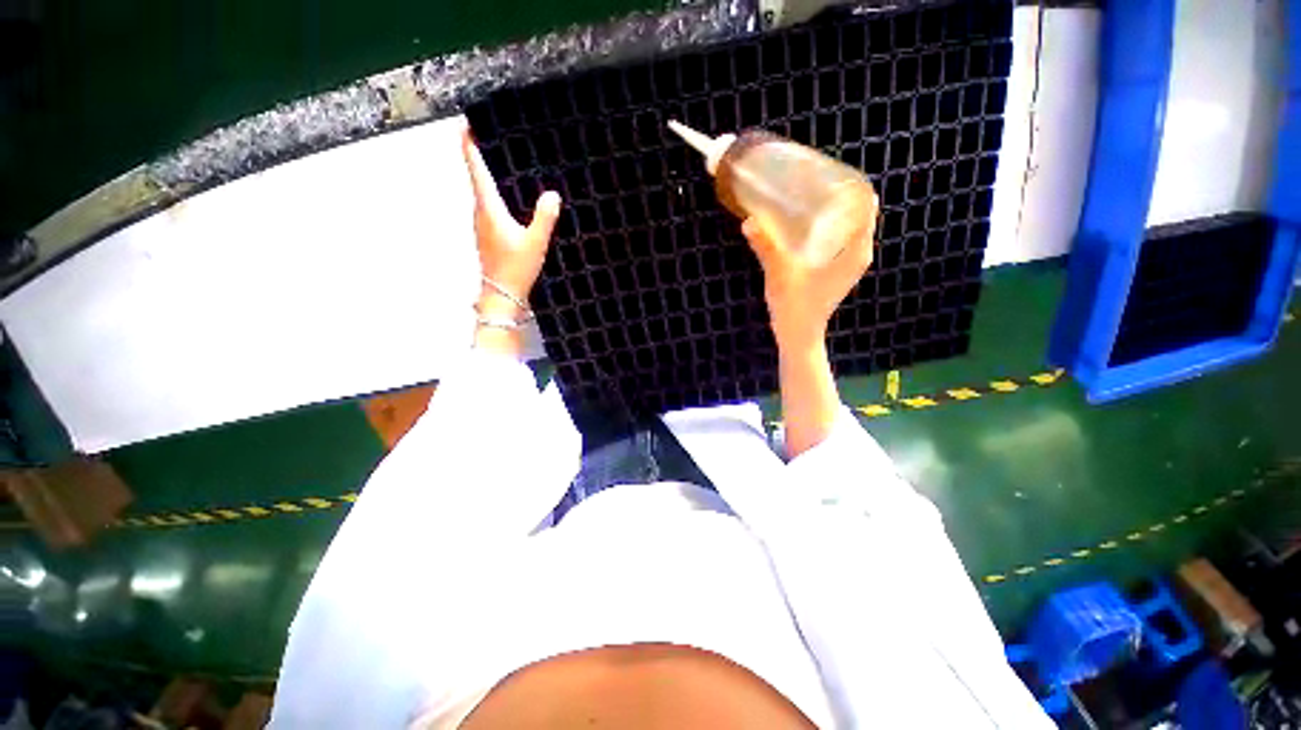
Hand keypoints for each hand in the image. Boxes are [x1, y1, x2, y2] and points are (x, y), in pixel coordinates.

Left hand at [461, 126, 561, 320]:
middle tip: (492, 134)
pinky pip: (490, 205)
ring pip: (482, 191)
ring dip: (488, 174)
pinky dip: (495, 193)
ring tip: (503, 160)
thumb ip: (544, 218)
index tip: (468, 121)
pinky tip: (510, 197)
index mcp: (488, 208)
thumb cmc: (515, 269)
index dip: (470, 143)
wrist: (502, 296)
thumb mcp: (536, 243)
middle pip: (476, 175)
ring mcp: (483, 225)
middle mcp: (481, 212)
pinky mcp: (489, 235)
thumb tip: (552, 194)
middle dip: (481, 153)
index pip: (475, 168)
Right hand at [741, 193, 878, 351]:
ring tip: (802, 195)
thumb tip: (750, 221)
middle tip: (806, 180)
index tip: (825, 170)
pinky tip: (800, 222)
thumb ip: (767, 248)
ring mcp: (848, 261)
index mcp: (856, 250)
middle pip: (855, 210)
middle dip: (835, 191)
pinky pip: (837, 236)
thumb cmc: (796, 308)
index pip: (865, 203)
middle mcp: (858, 251)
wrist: (798, 336)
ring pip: (845, 222)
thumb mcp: (781, 275)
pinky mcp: (836, 268)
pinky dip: (824, 223)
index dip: (849, 182)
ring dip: (829, 207)